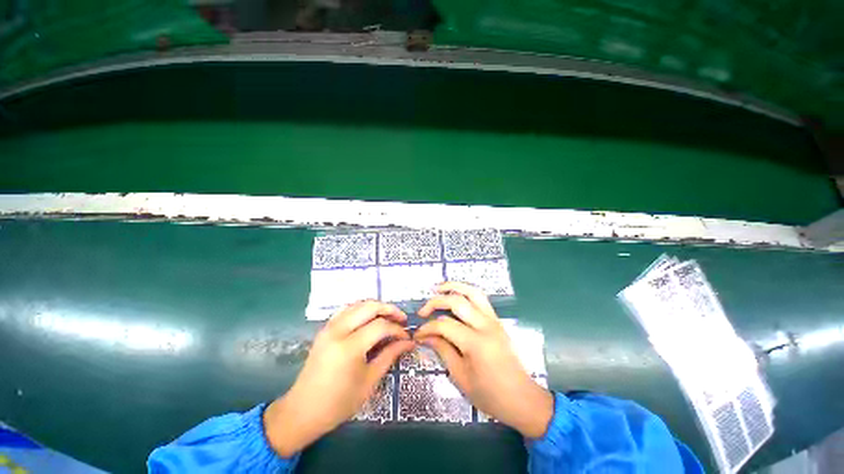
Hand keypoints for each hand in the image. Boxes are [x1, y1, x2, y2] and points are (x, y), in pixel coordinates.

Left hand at [264, 301, 413, 455]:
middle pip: (370, 306)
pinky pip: (346, 309)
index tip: (407, 337)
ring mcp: (329, 327)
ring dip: (376, 307)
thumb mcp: (369, 381)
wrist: (302, 411)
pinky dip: (361, 309)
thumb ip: (390, 356)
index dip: (397, 329)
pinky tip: (369, 319)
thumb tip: (408, 342)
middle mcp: (338, 330)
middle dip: (389, 310)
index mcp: (349, 347)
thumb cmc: (339, 403)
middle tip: (401, 320)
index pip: (381, 326)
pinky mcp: (325, 329)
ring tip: (388, 318)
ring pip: (358, 304)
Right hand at [414, 282, 553, 438]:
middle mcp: (486, 326)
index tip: (417, 335)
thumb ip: (442, 350)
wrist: (523, 399)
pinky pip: (481, 299)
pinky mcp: (498, 320)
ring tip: (438, 288)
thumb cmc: (490, 395)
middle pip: (457, 301)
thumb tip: (426, 336)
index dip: (427, 328)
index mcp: (476, 343)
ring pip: (473, 292)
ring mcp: (494, 320)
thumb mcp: (461, 377)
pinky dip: (466, 292)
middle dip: (436, 302)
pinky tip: (456, 295)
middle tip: (422, 311)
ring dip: (454, 286)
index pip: (444, 325)